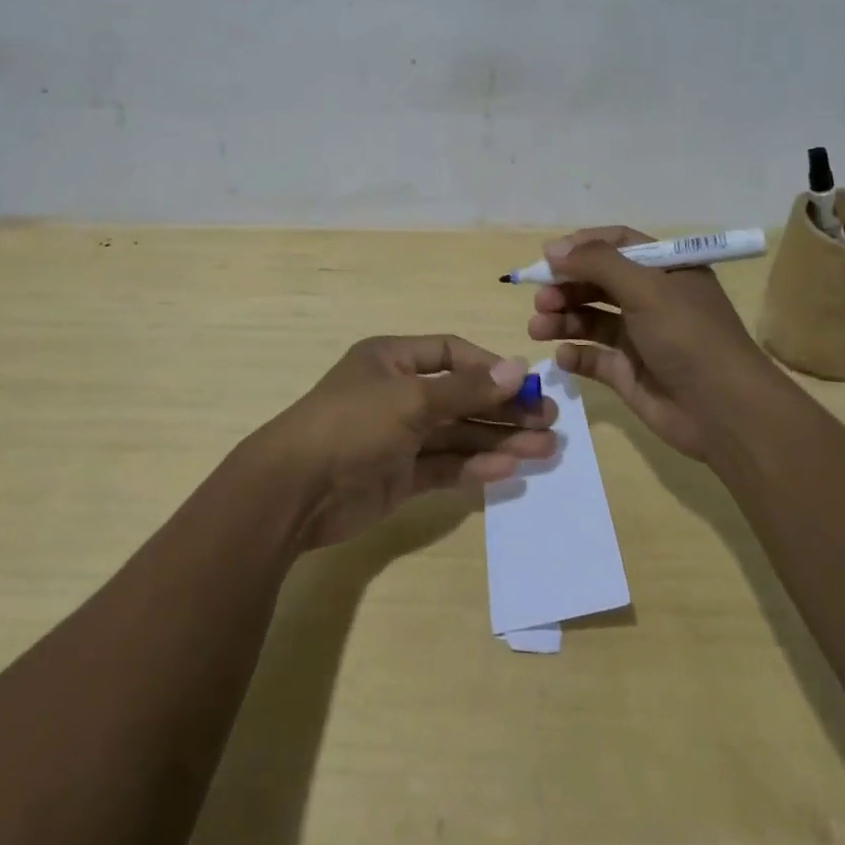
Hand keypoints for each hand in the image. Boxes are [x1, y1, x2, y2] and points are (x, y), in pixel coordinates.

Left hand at [247, 335, 558, 548]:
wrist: (295, 490)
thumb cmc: (353, 424)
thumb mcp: (411, 398)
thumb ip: (466, 389)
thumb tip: (519, 369)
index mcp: (393, 359)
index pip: (451, 354)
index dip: (490, 367)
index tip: (527, 384)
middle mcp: (398, 393)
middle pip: (461, 396)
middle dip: (504, 408)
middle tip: (549, 421)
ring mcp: (399, 436)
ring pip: (458, 434)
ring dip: (499, 439)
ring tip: (545, 449)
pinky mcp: (400, 476)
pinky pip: (445, 465)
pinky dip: (475, 466)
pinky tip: (509, 469)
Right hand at [526, 226, 774, 461]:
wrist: (724, 412)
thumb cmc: (689, 337)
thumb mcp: (647, 288)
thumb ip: (598, 263)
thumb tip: (552, 249)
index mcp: (666, 271)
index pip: (618, 245)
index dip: (582, 247)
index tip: (548, 257)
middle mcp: (652, 299)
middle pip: (597, 282)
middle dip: (565, 287)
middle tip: (540, 299)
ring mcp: (638, 337)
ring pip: (589, 319)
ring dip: (561, 319)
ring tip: (538, 328)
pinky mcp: (627, 373)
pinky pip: (592, 357)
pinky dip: (574, 354)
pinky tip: (564, 357)